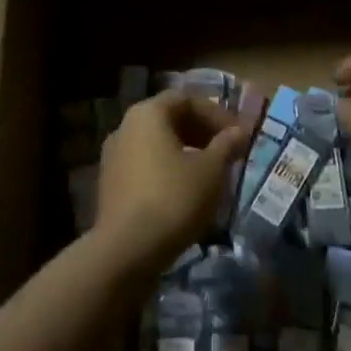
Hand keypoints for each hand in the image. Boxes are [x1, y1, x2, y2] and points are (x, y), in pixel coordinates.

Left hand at [95, 92, 247, 269]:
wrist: (126, 251)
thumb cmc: (174, 198)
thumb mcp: (211, 170)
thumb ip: (227, 145)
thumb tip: (240, 131)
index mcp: (148, 114)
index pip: (186, 99)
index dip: (215, 113)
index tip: (237, 134)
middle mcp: (125, 127)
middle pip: (169, 119)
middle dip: (201, 132)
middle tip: (227, 151)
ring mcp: (114, 156)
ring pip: (156, 144)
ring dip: (185, 152)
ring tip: (210, 173)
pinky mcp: (110, 185)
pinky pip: (145, 166)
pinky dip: (168, 170)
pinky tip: (186, 193)